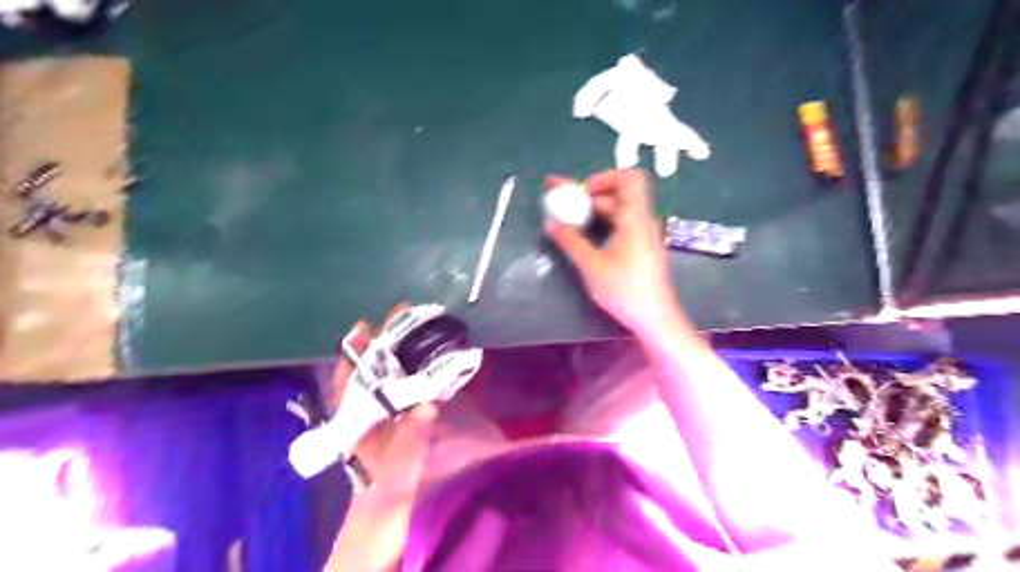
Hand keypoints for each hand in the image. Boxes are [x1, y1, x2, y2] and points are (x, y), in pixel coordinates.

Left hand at [329, 309, 434, 503]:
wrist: (386, 509)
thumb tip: (429, 404)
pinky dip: (410, 372)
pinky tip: (426, 363)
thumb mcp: (400, 463)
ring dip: (398, 354)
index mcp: (356, 416)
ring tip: (416, 331)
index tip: (366, 324)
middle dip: (383, 343)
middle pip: (370, 368)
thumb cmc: (388, 485)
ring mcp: (379, 413)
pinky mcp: (395, 419)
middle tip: (403, 317)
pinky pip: (401, 389)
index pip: (350, 375)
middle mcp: (365, 409)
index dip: (357, 349)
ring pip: (384, 376)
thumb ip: (413, 436)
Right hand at [546, 168, 679, 336]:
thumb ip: (570, 241)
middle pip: (617, 194)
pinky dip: (601, 224)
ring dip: (592, 211)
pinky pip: (620, 225)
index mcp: (634, 218)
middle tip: (562, 204)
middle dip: (588, 195)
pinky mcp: (640, 247)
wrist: (654, 318)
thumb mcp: (591, 265)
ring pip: (617, 211)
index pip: (629, 178)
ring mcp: (642, 234)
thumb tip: (550, 222)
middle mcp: (641, 220)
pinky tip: (584, 237)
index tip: (582, 194)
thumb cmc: (625, 290)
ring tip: (567, 221)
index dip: (604, 177)